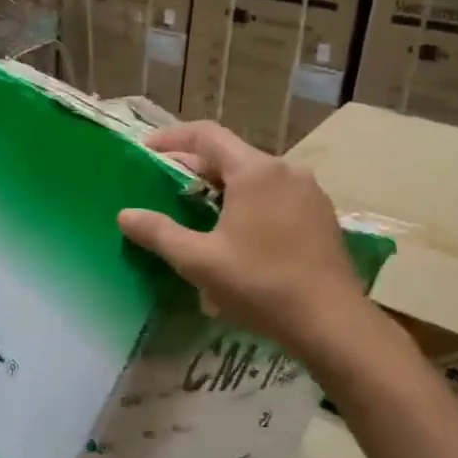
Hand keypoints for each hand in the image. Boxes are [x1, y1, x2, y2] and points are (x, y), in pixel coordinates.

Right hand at [118, 120, 375, 359]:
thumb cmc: (260, 285)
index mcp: (255, 171)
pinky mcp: (321, 216)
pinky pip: (275, 195)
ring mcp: (308, 192)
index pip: (206, 134)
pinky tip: (237, 232)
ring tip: (197, 210)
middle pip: (231, 155)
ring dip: (222, 186)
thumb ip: (159, 233)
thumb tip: (125, 215)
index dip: (172, 138)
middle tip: (165, 186)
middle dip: (194, 167)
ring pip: (254, 176)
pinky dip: (248, 202)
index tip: (146, 151)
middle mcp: (285, 170)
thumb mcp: (199, 261)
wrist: (332, 323)